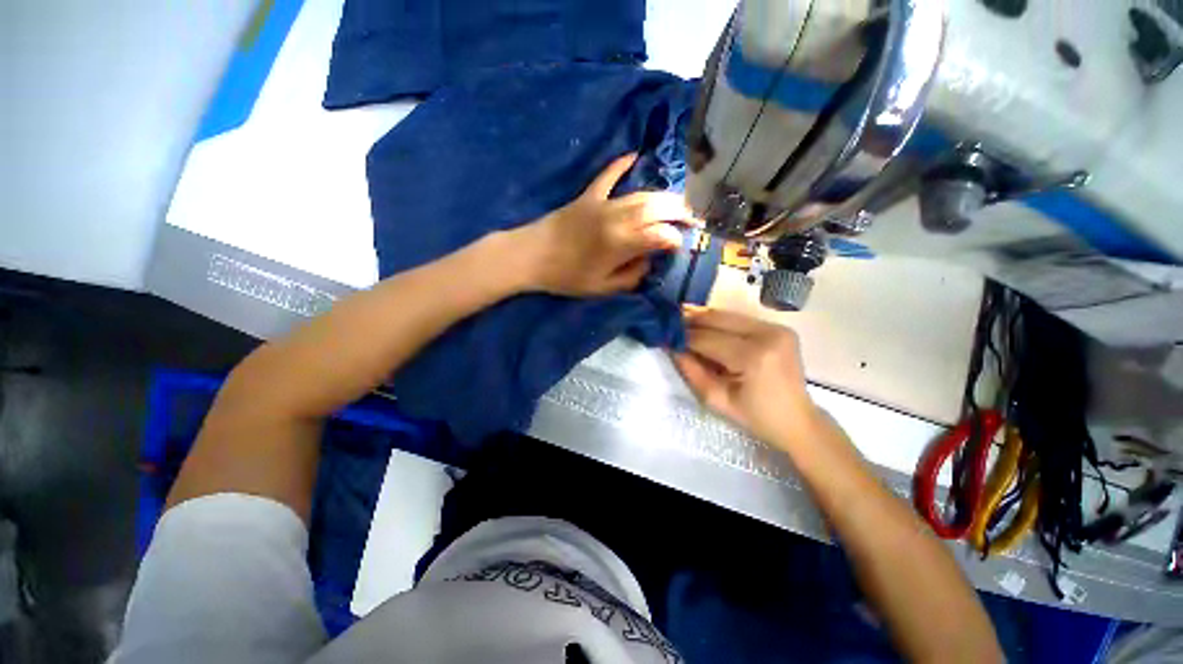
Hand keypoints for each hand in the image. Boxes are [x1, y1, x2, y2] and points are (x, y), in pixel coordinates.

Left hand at [514, 154, 699, 296]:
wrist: (531, 256)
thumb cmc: (567, 277)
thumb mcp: (602, 288)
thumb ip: (631, 276)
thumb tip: (648, 261)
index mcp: (621, 243)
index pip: (660, 236)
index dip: (675, 239)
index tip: (680, 246)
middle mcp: (617, 218)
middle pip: (657, 208)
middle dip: (679, 211)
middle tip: (692, 218)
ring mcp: (602, 203)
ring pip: (641, 194)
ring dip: (663, 196)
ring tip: (677, 202)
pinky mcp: (587, 196)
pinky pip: (607, 176)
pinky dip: (620, 165)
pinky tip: (634, 154)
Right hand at [672, 307, 831, 452]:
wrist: (798, 420)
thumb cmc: (755, 417)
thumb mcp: (716, 399)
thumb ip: (690, 370)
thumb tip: (670, 346)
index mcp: (754, 357)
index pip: (707, 339)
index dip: (683, 336)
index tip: (663, 334)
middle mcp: (768, 335)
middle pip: (717, 319)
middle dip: (690, 320)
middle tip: (668, 322)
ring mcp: (776, 328)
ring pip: (727, 315)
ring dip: (703, 318)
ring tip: (682, 321)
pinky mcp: (779, 327)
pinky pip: (739, 320)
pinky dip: (719, 322)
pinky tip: (705, 326)